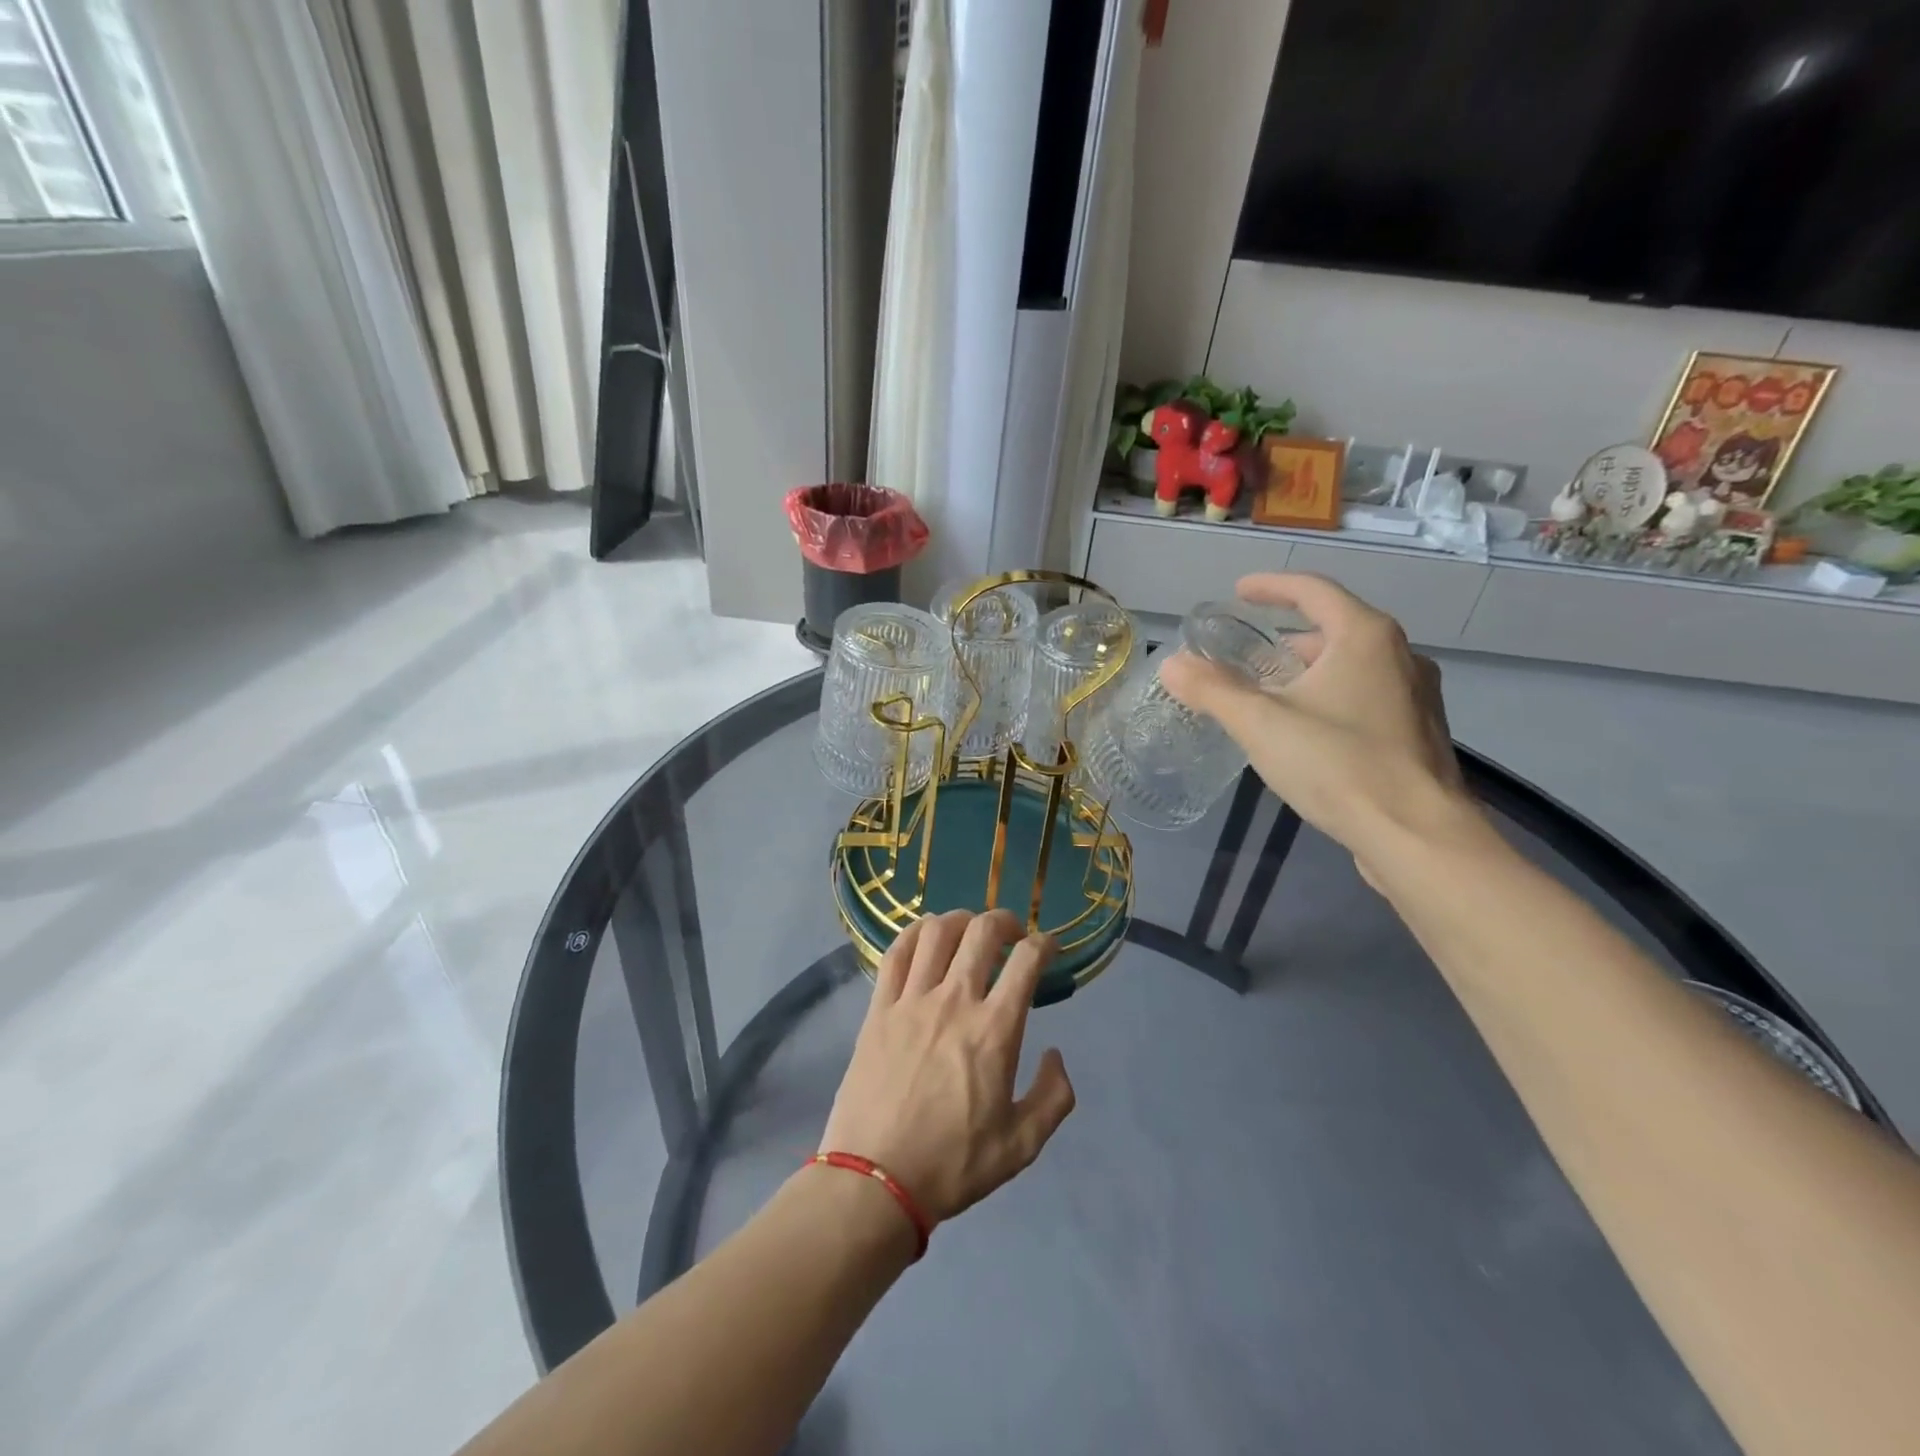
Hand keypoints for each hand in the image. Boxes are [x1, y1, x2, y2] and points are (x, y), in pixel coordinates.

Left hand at [819, 910, 1076, 1225]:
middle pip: (983, 932)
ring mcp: (912, 1000)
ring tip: (970, 931)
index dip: (1045, 944)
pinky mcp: (879, 1008)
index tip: (1049, 948)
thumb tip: (1055, 1056)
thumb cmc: (953, 1164)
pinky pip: (897, 953)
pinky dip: (915, 933)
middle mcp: (955, 1001)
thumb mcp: (1022, 1145)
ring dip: (961, 920)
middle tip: (1013, 934)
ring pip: (938, 931)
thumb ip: (1053, 1097)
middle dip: (1005, 921)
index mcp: (995, 1030)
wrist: (875, 1181)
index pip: (1027, 961)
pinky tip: (926, 937)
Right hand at [1159, 573, 1471, 862]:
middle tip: (1248, 658)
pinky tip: (1308, 732)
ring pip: (1353, 665)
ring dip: (1310, 671)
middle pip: (1335, 628)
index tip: (1238, 592)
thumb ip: (1212, 690)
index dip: (1271, 587)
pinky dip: (1332, 697)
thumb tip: (1171, 664)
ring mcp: (1416, 695)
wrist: (1416, 836)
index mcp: (1365, 637)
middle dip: (1288, 638)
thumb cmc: (1338, 765)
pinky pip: (1366, 696)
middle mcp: (1400, 655)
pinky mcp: (1417, 732)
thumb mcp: (1260, 724)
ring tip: (1272, 696)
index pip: (1313, 590)